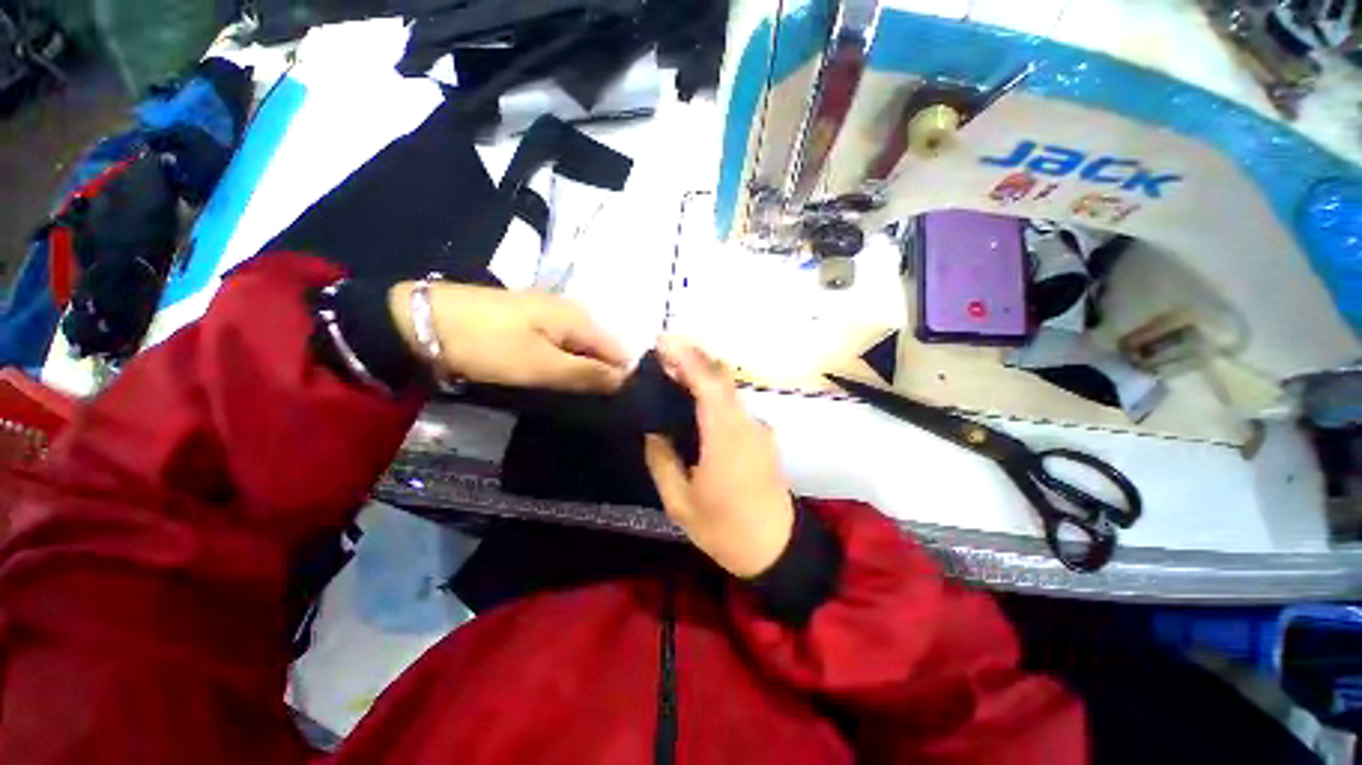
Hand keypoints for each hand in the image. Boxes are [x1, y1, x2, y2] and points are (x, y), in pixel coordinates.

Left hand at [389, 282, 627, 392]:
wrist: (424, 320)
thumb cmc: (488, 345)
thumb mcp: (540, 366)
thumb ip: (587, 373)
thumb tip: (625, 379)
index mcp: (581, 318)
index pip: (620, 350)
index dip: (619, 377)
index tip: (608, 401)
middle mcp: (574, 310)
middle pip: (603, 347)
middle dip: (600, 373)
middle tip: (585, 398)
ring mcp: (552, 313)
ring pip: (582, 347)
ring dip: (580, 369)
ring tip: (568, 390)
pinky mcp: (533, 320)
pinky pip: (563, 343)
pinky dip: (563, 361)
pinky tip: (552, 374)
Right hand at [643, 337, 794, 577]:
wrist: (777, 549)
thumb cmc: (725, 530)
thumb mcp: (680, 503)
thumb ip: (662, 461)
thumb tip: (655, 431)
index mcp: (726, 439)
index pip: (710, 385)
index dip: (688, 358)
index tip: (664, 343)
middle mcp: (746, 425)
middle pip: (722, 379)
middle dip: (693, 359)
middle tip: (662, 355)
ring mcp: (758, 429)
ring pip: (728, 390)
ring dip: (702, 376)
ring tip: (673, 375)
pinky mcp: (762, 437)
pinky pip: (733, 406)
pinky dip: (713, 396)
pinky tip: (694, 405)